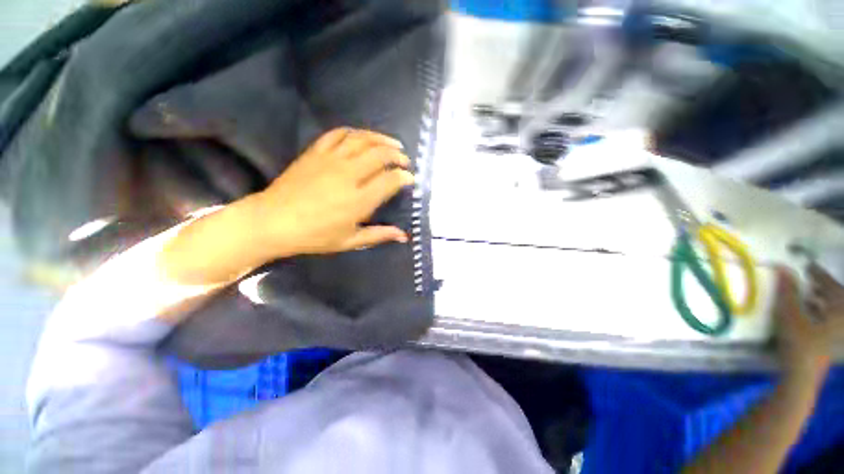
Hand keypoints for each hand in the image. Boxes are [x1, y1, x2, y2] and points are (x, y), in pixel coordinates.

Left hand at [253, 128, 414, 257]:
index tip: (410, 179)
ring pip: (362, 140)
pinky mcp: (315, 152)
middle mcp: (349, 175)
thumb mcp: (350, 241)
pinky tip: (363, 136)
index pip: (390, 180)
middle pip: (380, 155)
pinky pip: (338, 134)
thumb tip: (405, 236)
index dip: (404, 177)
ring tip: (393, 144)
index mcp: (359, 200)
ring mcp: (331, 160)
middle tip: (404, 161)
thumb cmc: (315, 236)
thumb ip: (380, 235)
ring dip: (381, 139)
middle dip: (398, 156)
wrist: (273, 221)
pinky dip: (354, 132)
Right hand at [774, 265, 843, 382]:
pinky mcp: (836, 343)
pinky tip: (813, 316)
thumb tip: (782, 268)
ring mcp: (841, 332)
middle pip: (836, 296)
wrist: (804, 378)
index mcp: (839, 307)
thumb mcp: (790, 316)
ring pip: (834, 310)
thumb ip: (787, 292)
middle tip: (809, 280)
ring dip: (823, 301)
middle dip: (823, 287)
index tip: (807, 265)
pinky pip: (833, 321)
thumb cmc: (800, 343)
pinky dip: (823, 314)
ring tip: (810, 297)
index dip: (817, 273)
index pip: (829, 283)